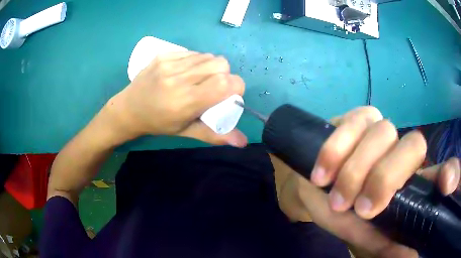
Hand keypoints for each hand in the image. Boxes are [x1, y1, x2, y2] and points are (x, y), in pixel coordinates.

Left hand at [106, 52, 247, 146]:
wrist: (129, 108)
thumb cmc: (158, 124)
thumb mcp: (186, 132)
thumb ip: (215, 135)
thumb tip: (243, 143)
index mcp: (185, 101)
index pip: (225, 83)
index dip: (236, 87)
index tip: (231, 95)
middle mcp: (178, 79)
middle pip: (220, 65)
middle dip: (225, 75)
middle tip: (215, 87)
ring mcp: (169, 64)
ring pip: (208, 56)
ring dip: (212, 67)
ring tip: (201, 79)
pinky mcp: (164, 55)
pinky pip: (193, 53)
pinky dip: (198, 61)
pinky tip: (188, 71)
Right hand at [276, 106, 459, 257]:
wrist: (306, 183)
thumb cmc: (336, 209)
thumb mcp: (358, 231)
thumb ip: (382, 242)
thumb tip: (409, 255)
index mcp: (407, 177)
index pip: (438, 168)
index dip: (447, 172)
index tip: (441, 189)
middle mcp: (399, 148)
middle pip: (413, 145)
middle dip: (386, 177)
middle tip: (359, 207)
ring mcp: (378, 128)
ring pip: (383, 133)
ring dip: (357, 168)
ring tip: (333, 193)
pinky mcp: (355, 118)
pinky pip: (354, 122)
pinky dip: (337, 150)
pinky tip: (322, 172)